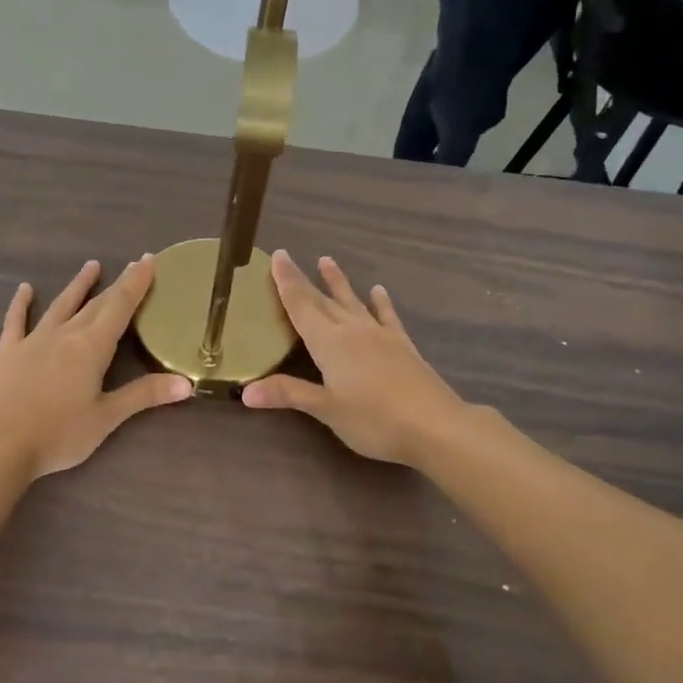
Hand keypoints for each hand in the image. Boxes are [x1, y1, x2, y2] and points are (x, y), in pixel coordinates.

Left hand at [0, 257, 192, 477]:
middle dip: (117, 284)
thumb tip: (187, 383)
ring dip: (78, 286)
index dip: (136, 283)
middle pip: (96, 304)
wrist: (0, 446)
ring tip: (91, 266)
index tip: (148, 260)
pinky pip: (16, 321)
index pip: (120, 306)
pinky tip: (24, 289)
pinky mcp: (8, 353)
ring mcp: (33, 341)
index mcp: (91, 347)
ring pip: (61, 305)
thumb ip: (145, 395)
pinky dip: (21, 304)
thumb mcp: (107, 417)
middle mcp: (65, 335)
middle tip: (132, 264)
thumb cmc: (59, 434)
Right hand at [241, 252, 466, 468]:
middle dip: (303, 280)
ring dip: (338, 282)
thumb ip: (288, 394)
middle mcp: (352, 330)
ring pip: (352, 302)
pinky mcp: (402, 345)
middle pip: (322, 300)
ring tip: (327, 261)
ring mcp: (380, 335)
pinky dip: (380, 303)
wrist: (435, 426)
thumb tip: (246, 392)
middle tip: (289, 257)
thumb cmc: (374, 420)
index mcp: (329, 342)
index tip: (277, 256)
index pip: (301, 305)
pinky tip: (378, 291)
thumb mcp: (326, 410)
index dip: (286, 282)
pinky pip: (386, 317)